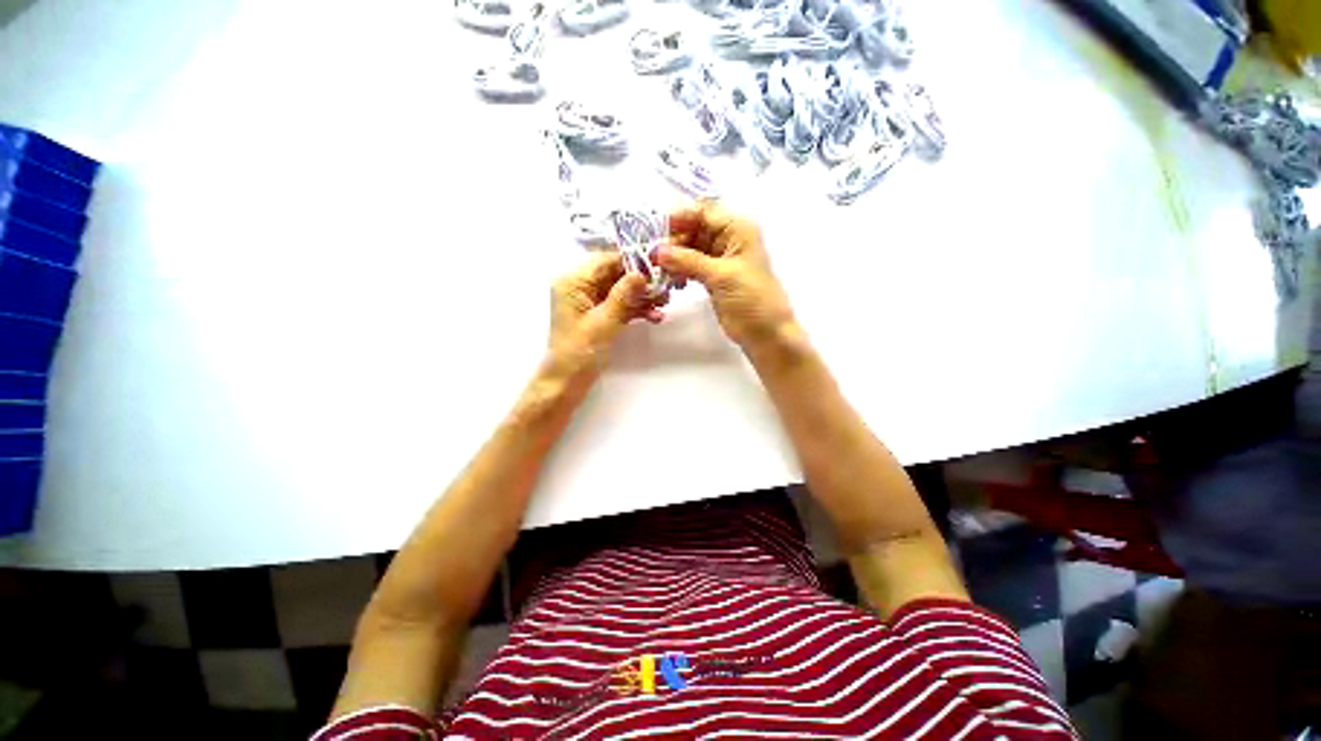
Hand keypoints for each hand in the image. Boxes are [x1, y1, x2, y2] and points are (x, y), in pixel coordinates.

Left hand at [548, 252, 664, 378]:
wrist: (568, 381)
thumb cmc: (580, 351)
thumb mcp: (604, 321)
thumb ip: (623, 295)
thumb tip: (642, 273)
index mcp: (573, 281)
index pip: (605, 261)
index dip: (631, 262)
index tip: (657, 266)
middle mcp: (580, 286)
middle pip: (615, 275)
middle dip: (641, 282)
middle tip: (665, 287)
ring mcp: (591, 302)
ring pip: (621, 290)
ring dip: (642, 297)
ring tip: (664, 303)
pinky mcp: (600, 315)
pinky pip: (621, 305)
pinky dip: (637, 310)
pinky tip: (655, 317)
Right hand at [658, 203, 796, 352]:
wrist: (765, 333)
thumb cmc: (751, 299)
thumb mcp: (721, 275)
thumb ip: (688, 260)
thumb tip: (657, 251)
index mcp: (737, 229)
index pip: (703, 212)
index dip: (679, 218)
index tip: (655, 231)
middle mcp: (728, 239)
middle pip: (693, 229)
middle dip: (673, 241)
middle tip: (653, 257)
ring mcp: (719, 259)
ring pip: (689, 249)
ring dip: (674, 258)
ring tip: (660, 272)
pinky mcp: (712, 277)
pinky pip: (690, 266)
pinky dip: (680, 270)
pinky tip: (672, 281)